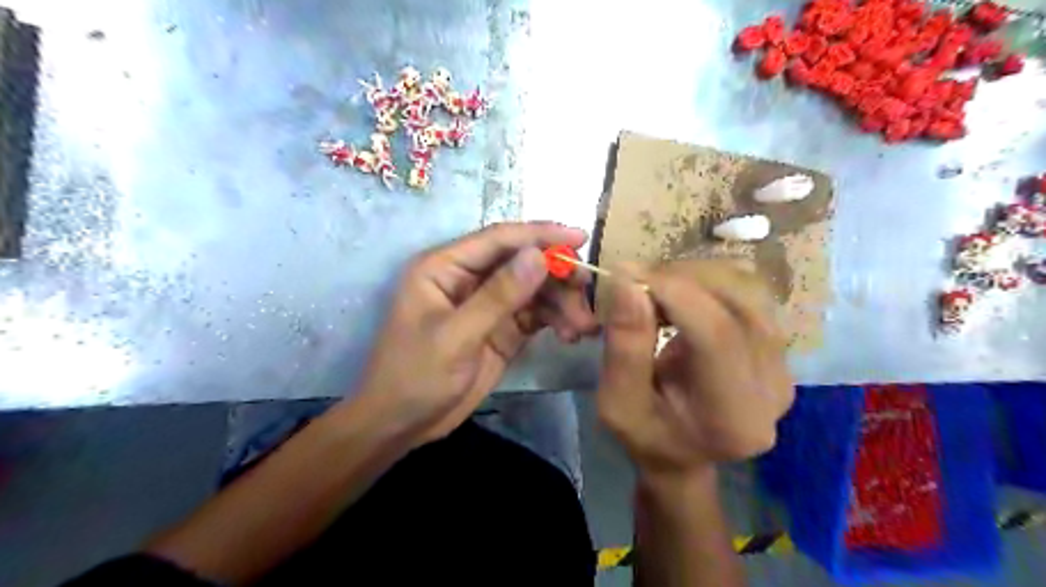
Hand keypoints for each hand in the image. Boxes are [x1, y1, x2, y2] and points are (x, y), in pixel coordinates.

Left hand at [352, 220, 595, 445]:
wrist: (402, 425)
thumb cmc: (414, 376)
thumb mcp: (456, 337)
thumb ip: (498, 296)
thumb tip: (539, 256)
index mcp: (445, 267)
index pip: (498, 239)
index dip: (540, 235)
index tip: (580, 238)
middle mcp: (468, 278)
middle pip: (522, 262)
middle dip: (557, 274)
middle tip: (588, 290)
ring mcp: (487, 304)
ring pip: (534, 289)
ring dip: (561, 302)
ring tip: (583, 325)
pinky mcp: (501, 329)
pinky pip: (535, 315)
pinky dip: (556, 320)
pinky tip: (571, 334)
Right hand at [596, 262, 792, 476]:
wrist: (682, 453)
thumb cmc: (646, 435)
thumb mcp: (617, 403)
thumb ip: (624, 348)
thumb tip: (628, 282)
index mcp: (734, 418)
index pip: (718, 336)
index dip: (674, 293)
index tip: (628, 275)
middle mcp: (773, 388)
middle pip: (740, 303)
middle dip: (682, 278)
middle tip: (638, 281)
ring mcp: (784, 365)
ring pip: (749, 289)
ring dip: (697, 275)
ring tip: (658, 289)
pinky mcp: (778, 348)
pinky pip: (750, 293)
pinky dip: (710, 281)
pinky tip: (681, 294)